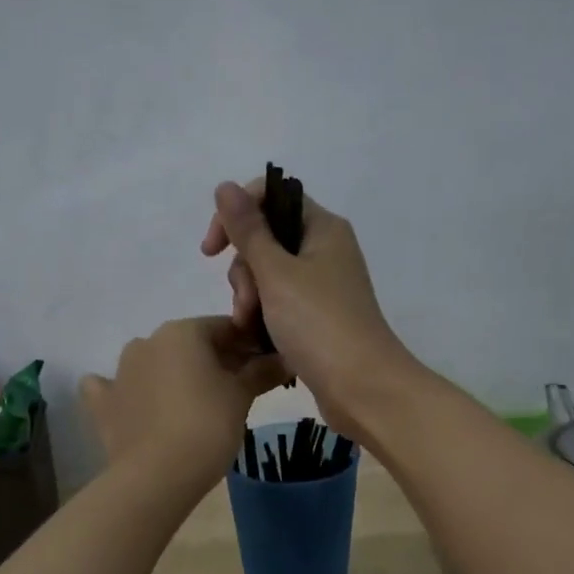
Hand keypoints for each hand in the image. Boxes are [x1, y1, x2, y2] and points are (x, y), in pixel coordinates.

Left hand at [79, 317, 283, 490]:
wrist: (158, 474)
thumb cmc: (208, 426)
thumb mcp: (242, 397)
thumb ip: (262, 372)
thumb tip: (285, 359)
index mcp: (182, 332)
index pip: (225, 328)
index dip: (247, 346)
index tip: (262, 369)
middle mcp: (147, 341)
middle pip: (189, 346)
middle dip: (212, 362)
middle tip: (233, 393)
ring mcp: (119, 372)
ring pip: (153, 364)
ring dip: (172, 376)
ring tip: (191, 407)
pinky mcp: (102, 403)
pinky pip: (113, 389)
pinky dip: (127, 393)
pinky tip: (136, 407)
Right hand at [201, 180, 413, 439]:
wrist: (362, 387)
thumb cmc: (319, 325)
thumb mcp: (277, 274)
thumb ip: (248, 231)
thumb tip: (224, 186)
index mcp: (322, 228)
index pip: (270, 198)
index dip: (236, 216)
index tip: (212, 250)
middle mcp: (324, 251)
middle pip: (265, 241)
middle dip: (244, 271)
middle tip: (246, 305)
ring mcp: (321, 287)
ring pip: (267, 277)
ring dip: (250, 299)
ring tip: (250, 328)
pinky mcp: (316, 319)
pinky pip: (279, 305)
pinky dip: (264, 318)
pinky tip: (257, 338)